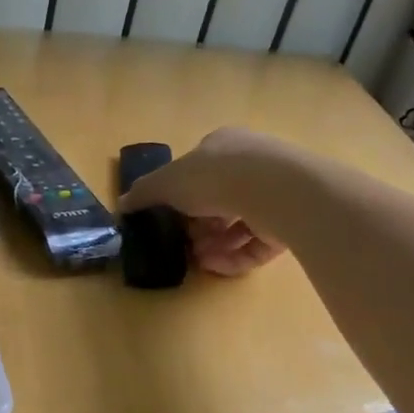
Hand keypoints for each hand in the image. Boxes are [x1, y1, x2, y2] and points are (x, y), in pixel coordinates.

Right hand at [121, 126, 292, 276]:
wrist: (273, 188)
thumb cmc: (213, 176)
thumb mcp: (166, 183)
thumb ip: (144, 193)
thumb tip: (122, 203)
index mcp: (223, 146)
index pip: (199, 172)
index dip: (181, 198)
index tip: (171, 220)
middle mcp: (252, 164)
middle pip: (220, 201)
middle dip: (199, 227)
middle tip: (186, 245)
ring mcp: (275, 192)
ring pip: (240, 224)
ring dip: (216, 245)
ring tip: (201, 260)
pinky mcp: (291, 220)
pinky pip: (259, 243)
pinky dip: (237, 256)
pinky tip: (219, 266)